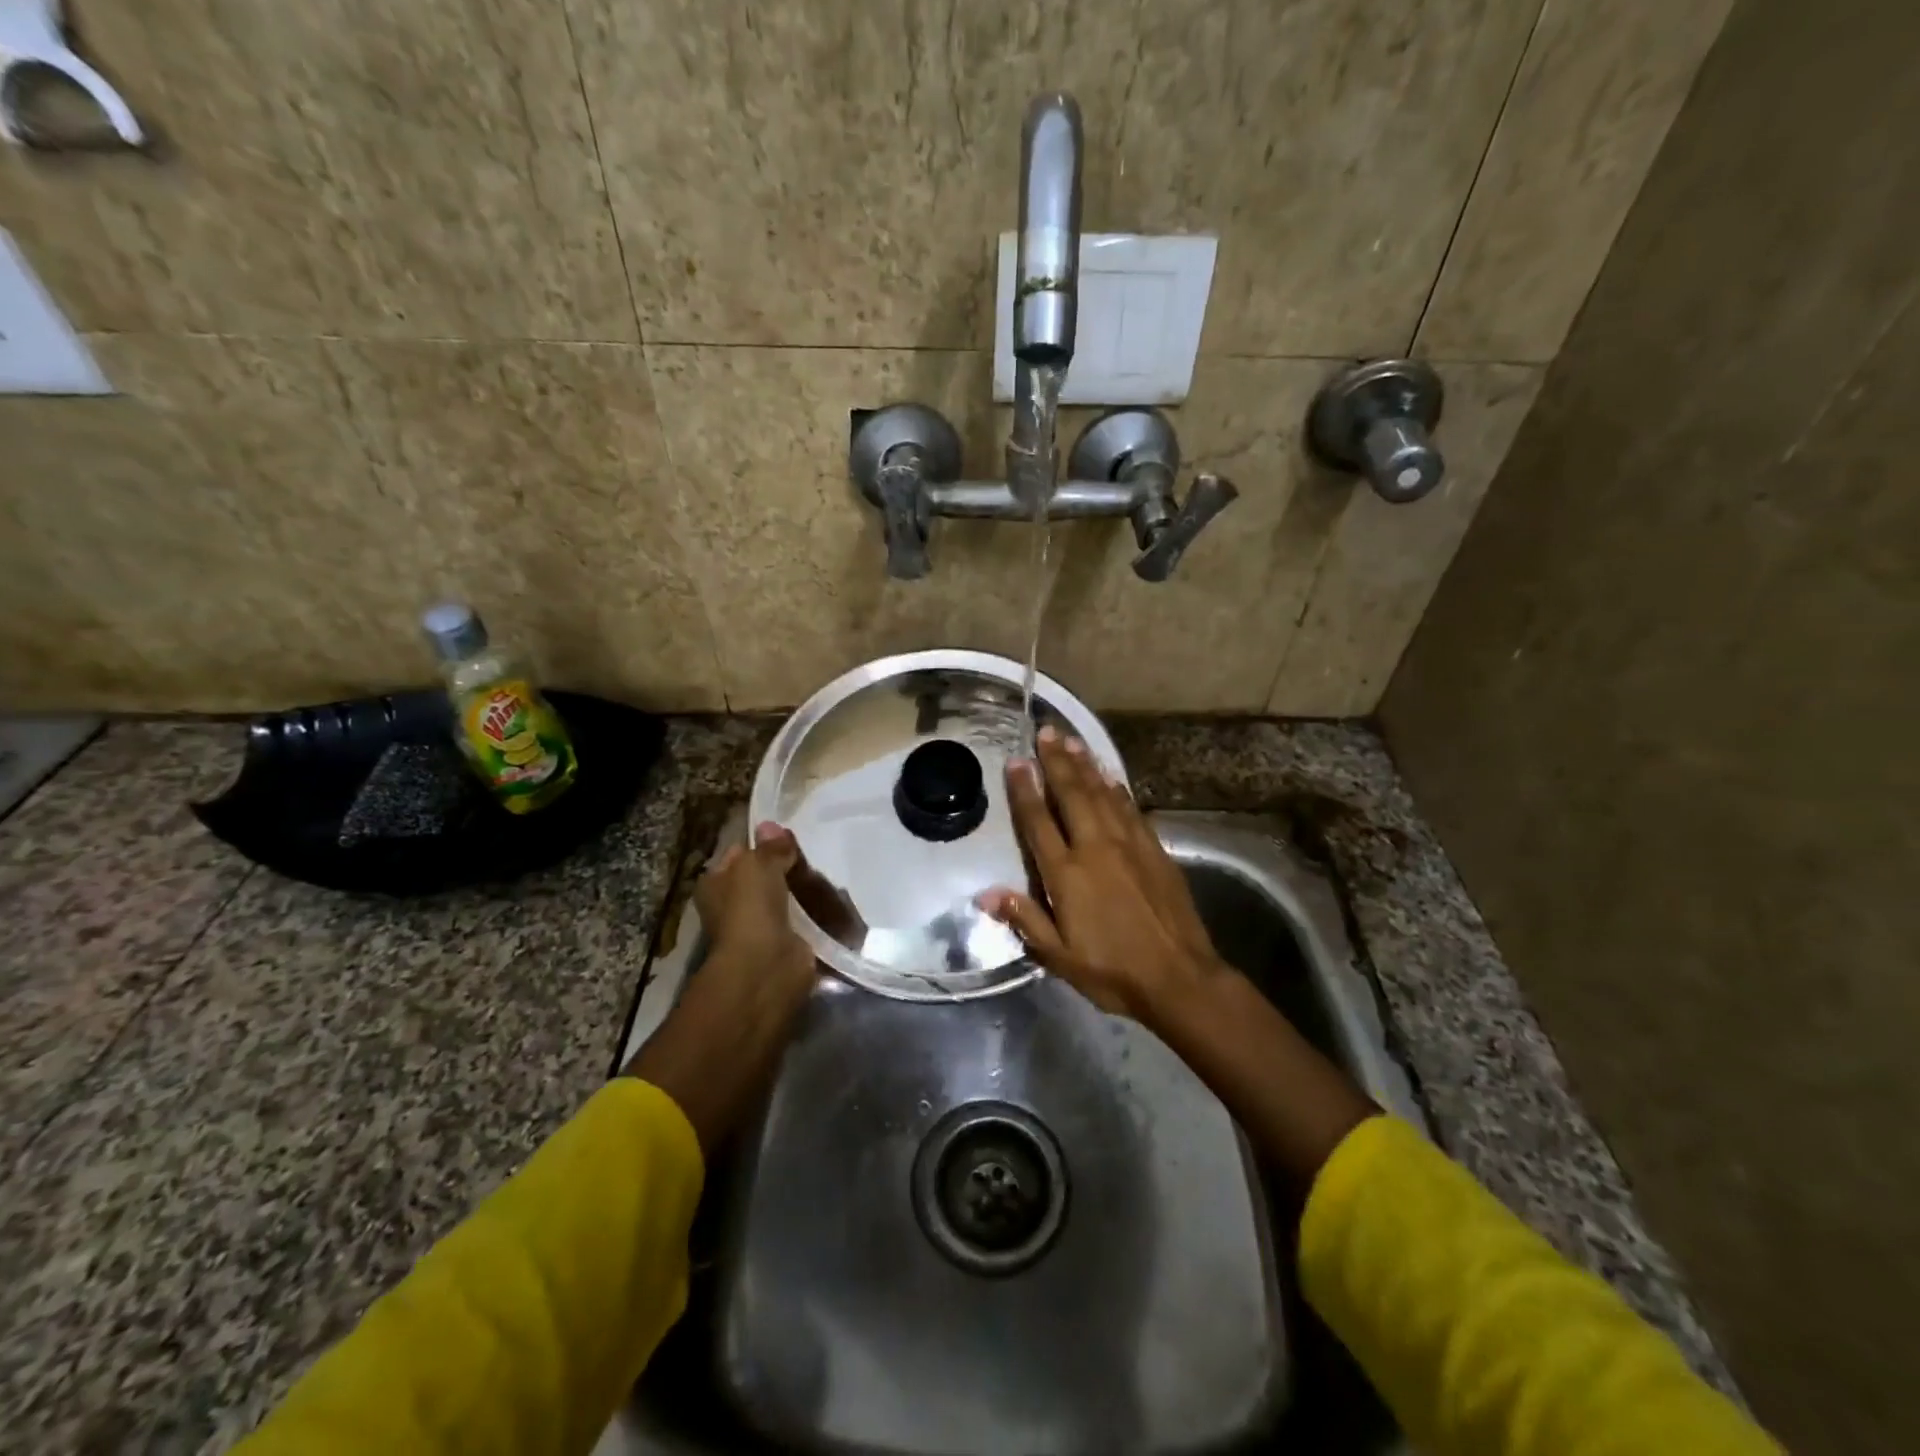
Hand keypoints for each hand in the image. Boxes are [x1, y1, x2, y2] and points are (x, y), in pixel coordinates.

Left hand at [694, 825, 816, 989]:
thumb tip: (771, 825)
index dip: (760, 844)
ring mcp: (761, 928)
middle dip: (787, 868)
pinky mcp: (787, 944)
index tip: (788, 837)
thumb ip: (769, 847)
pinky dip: (818, 914)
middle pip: (765, 877)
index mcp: (716, 885)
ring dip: (804, 891)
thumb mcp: (757, 865)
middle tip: (812, 856)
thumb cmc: (750, 910)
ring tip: (828, 875)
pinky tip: (836, 900)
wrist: (766, 967)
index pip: (738, 855)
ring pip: (787, 898)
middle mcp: (734, 907)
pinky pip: (805, 921)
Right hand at [979, 726, 1225, 1025]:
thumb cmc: (1112, 971)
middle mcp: (1096, 848)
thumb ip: (1024, 919)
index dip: (1024, 789)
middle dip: (1057, 761)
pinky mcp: (1155, 849)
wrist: (1180, 978)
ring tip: (1073, 740)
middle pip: (1072, 794)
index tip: (1015, 761)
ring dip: (1086, 766)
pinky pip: (1131, 809)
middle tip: (1047, 730)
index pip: (1039, 822)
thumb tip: (985, 894)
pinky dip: (1117, 788)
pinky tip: (1111, 776)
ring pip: (1103, 794)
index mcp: (1067, 873)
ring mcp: (1129, 845)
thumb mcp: (1058, 956)